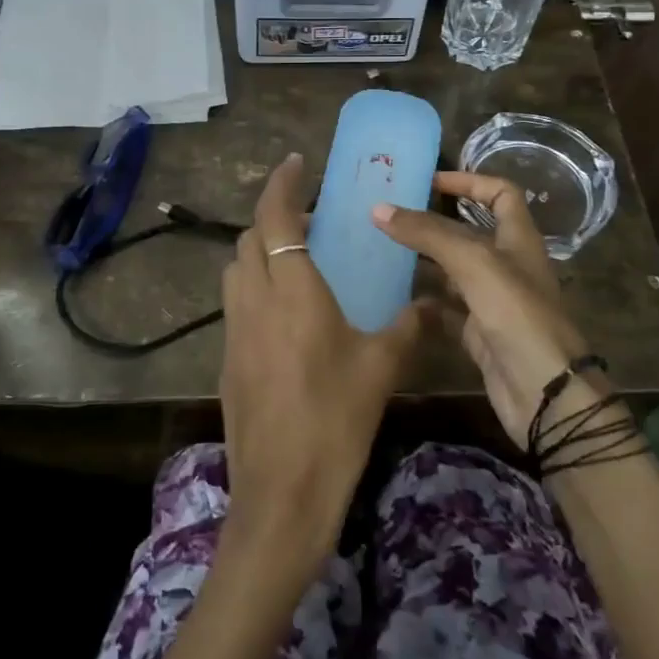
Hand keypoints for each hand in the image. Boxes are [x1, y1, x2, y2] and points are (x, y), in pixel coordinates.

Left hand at [218, 154, 427, 585]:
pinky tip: (286, 314)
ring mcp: (233, 331)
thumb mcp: (381, 370)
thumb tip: (432, 303)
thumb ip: (408, 327)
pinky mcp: (226, 360)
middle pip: (250, 238)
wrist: (282, 494)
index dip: (282, 184)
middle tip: (312, 221)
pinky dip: (255, 286)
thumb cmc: (336, 422)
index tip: (297, 164)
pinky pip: (236, 304)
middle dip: (274, 216)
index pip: (276, 218)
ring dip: (261, 250)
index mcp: (293, 292)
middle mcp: (255, 301)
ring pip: (237, 269)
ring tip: (298, 261)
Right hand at [371, 172, 601, 449]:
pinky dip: (421, 301)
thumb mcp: (474, 263)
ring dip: (422, 260)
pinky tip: (392, 296)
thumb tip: (379, 209)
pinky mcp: (478, 333)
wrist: (545, 394)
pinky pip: (444, 309)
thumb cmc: (518, 315)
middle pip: (469, 232)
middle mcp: (506, 265)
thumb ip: (428, 234)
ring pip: (452, 271)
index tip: (428, 181)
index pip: (500, 193)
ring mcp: (492, 301)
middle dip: (432, 221)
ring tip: (380, 250)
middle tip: (390, 214)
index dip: (469, 181)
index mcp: (518, 239)